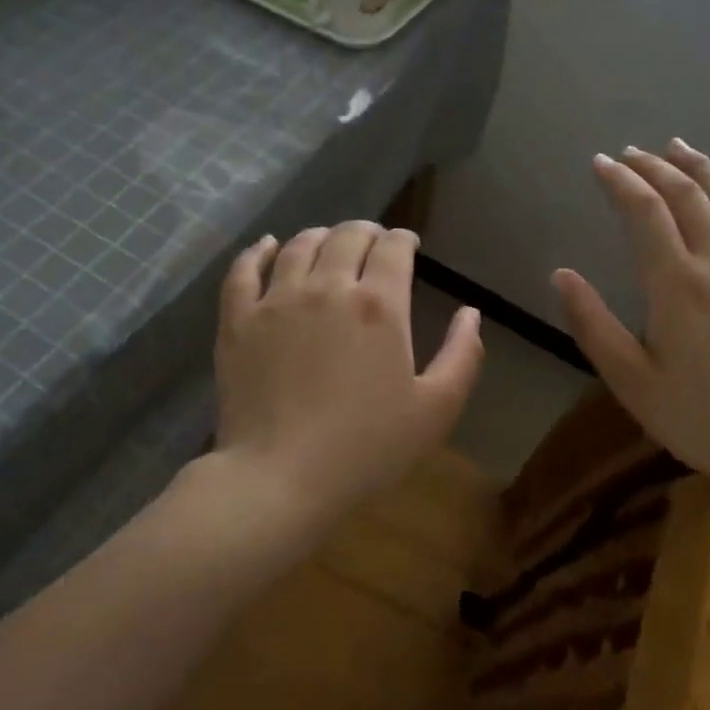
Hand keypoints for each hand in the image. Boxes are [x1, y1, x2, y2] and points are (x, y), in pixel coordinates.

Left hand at [210, 222, 483, 533]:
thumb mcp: (436, 410)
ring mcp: (277, 299)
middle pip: (347, 236)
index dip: (403, 239)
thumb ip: (462, 355)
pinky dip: (258, 250)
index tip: (407, 245)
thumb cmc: (367, 448)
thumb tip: (470, 312)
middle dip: (366, 232)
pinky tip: (267, 246)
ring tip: (327, 242)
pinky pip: (244, 269)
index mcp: (379, 304)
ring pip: (300, 245)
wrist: (281, 477)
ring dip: (320, 236)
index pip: (392, 248)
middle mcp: (328, 287)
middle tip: (372, 242)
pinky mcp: (238, 319)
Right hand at [552, 141, 709, 513]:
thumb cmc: (703, 419)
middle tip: (632, 153)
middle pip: (688, 195)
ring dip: (703, 168)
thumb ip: (592, 324)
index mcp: (676, 284)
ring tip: (680, 149)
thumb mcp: (631, 381)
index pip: (644, 211)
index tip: (601, 164)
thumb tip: (561, 274)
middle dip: (655, 167)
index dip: (620, 181)